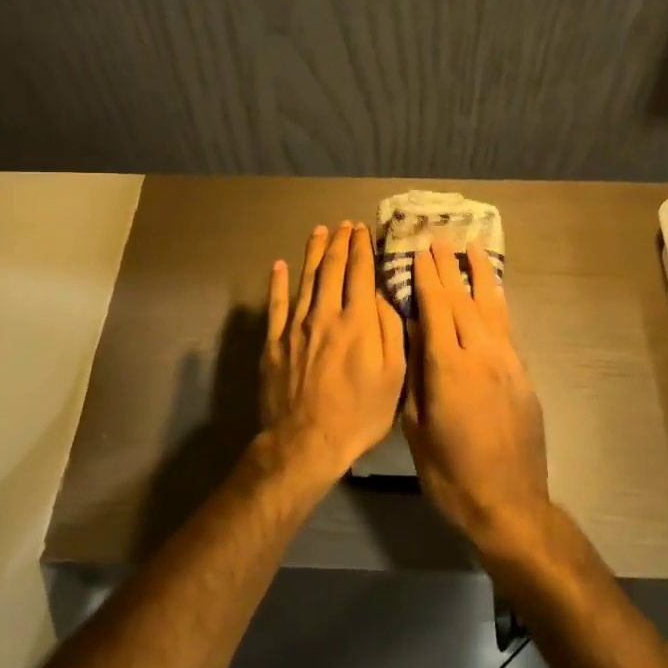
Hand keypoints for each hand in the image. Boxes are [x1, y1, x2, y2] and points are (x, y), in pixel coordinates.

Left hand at [258, 222, 407, 486]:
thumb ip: (390, 331)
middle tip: (344, 225)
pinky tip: (279, 266)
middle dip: (340, 243)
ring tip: (319, 232)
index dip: (362, 248)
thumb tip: (383, 297)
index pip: (360, 273)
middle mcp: (325, 314)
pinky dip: (278, 283)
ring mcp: (296, 326)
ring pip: (306, 279)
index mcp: (358, 321)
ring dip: (313, 252)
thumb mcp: (393, 377)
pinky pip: (276, 305)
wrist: (306, 441)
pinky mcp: (274, 341)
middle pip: (332, 269)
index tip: (363, 230)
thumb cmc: (359, 414)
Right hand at [406, 242, 551, 553]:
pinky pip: (506, 327)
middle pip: (463, 301)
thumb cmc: (451, 474)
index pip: (435, 310)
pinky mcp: (523, 375)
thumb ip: (416, 377)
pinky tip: (491, 292)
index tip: (417, 251)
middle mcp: (481, 356)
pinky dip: (496, 302)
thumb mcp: (417, 429)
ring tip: (471, 247)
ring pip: (491, 307)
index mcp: (449, 369)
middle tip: (438, 238)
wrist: (509, 504)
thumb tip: (412, 335)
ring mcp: (507, 363)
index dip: (426, 278)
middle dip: (449, 267)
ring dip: (479, 275)